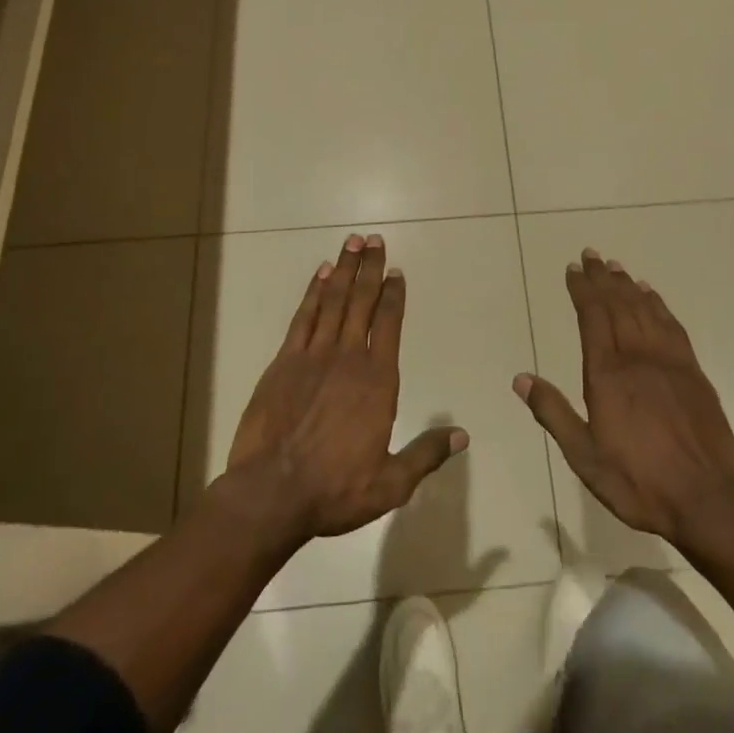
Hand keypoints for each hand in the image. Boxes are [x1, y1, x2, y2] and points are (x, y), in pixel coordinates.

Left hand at [223, 234, 466, 548]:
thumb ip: (426, 453)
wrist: (271, 493)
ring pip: (333, 301)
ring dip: (345, 270)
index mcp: (378, 380)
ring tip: (352, 242)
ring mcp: (313, 355)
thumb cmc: (335, 488)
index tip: (397, 272)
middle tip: (374, 239)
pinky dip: (313, 292)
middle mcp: (348, 357)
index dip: (394, 295)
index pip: (390, 324)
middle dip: (370, 268)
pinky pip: (303, 317)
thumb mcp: (391, 483)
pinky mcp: (284, 361)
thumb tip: (462, 435)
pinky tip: (321, 274)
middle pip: (362, 301)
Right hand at [515, 249, 733, 558]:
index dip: (582, 290)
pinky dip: (659, 305)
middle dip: (602, 278)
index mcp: (607, 375)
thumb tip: (520, 378)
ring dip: (628, 285)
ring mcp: (669, 361)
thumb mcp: (585, 457)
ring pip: (645, 310)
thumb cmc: (639, 482)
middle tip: (591, 255)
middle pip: (618, 305)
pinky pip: (672, 326)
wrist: (707, 500)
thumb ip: (554, 413)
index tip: (573, 269)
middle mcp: (637, 357)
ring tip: (616, 267)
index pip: (592, 317)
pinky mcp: (693, 372)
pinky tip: (651, 295)